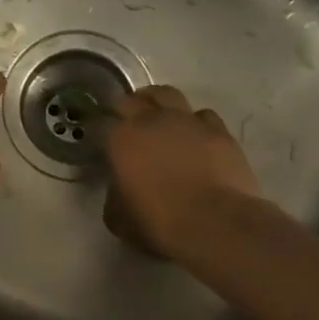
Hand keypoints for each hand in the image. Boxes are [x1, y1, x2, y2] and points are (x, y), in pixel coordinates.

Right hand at [102, 85, 263, 258]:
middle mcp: (152, 120)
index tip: (101, 142)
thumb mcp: (118, 217)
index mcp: (121, 139)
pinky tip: (195, 137)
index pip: (101, 123)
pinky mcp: (219, 130)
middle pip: (133, 99)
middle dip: (126, 109)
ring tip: (160, 120)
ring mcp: (187, 121)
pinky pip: (202, 115)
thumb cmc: (158, 224)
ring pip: (168, 95)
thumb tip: (120, 184)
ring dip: (159, 104)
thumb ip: (114, 192)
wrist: (214, 224)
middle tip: (127, 125)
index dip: (99, 132)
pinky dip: (195, 123)